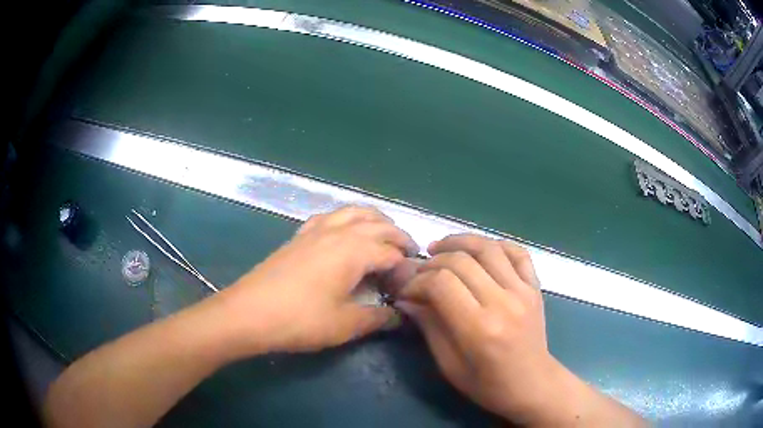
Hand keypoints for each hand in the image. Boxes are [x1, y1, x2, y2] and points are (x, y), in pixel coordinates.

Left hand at [216, 206, 417, 354]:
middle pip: (377, 223)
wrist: (249, 313)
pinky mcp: (298, 236)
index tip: (411, 283)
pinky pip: (329, 216)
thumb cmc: (300, 320)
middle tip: (409, 254)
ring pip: (353, 212)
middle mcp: (338, 232)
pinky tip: (343, 233)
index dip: (405, 266)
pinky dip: (346, 219)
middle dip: (398, 236)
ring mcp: (315, 230)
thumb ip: (377, 318)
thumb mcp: (345, 324)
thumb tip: (399, 316)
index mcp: (354, 250)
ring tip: (383, 235)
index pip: (391, 252)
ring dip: (374, 220)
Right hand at [393, 234, 567, 423]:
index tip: (407, 290)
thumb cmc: (487, 384)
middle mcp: (502, 302)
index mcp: (479, 328)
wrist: (532, 384)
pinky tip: (478, 251)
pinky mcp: (534, 287)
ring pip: (488, 248)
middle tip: (420, 272)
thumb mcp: (449, 365)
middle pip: (461, 261)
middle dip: (433, 262)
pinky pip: (517, 252)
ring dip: (459, 242)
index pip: (441, 284)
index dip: (417, 282)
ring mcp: (522, 291)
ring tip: (440, 248)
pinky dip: (495, 244)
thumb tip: (407, 298)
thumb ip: (429, 327)